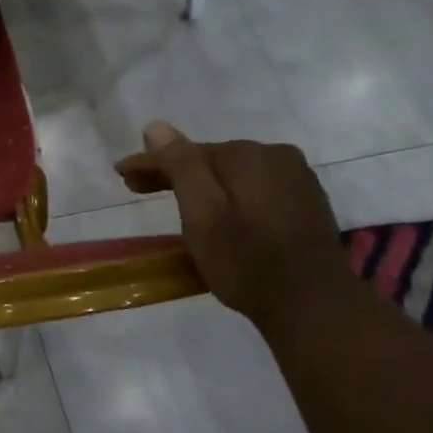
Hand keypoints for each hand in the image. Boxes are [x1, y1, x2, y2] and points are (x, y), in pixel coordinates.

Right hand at [115, 121, 356, 328]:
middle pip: (210, 159)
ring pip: (232, 173)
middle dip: (172, 171)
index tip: (120, 173)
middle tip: (135, 187)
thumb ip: (180, 166)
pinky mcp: (304, 202)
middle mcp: (276, 155)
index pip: (186, 151)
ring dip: (200, 182)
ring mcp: (295, 178)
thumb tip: (155, 127)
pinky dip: (227, 193)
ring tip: (170, 198)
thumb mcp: (202, 213)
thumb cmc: (245, 260)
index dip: (149, 162)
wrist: (312, 305)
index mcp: (248, 155)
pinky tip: (215, 208)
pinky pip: (252, 187)